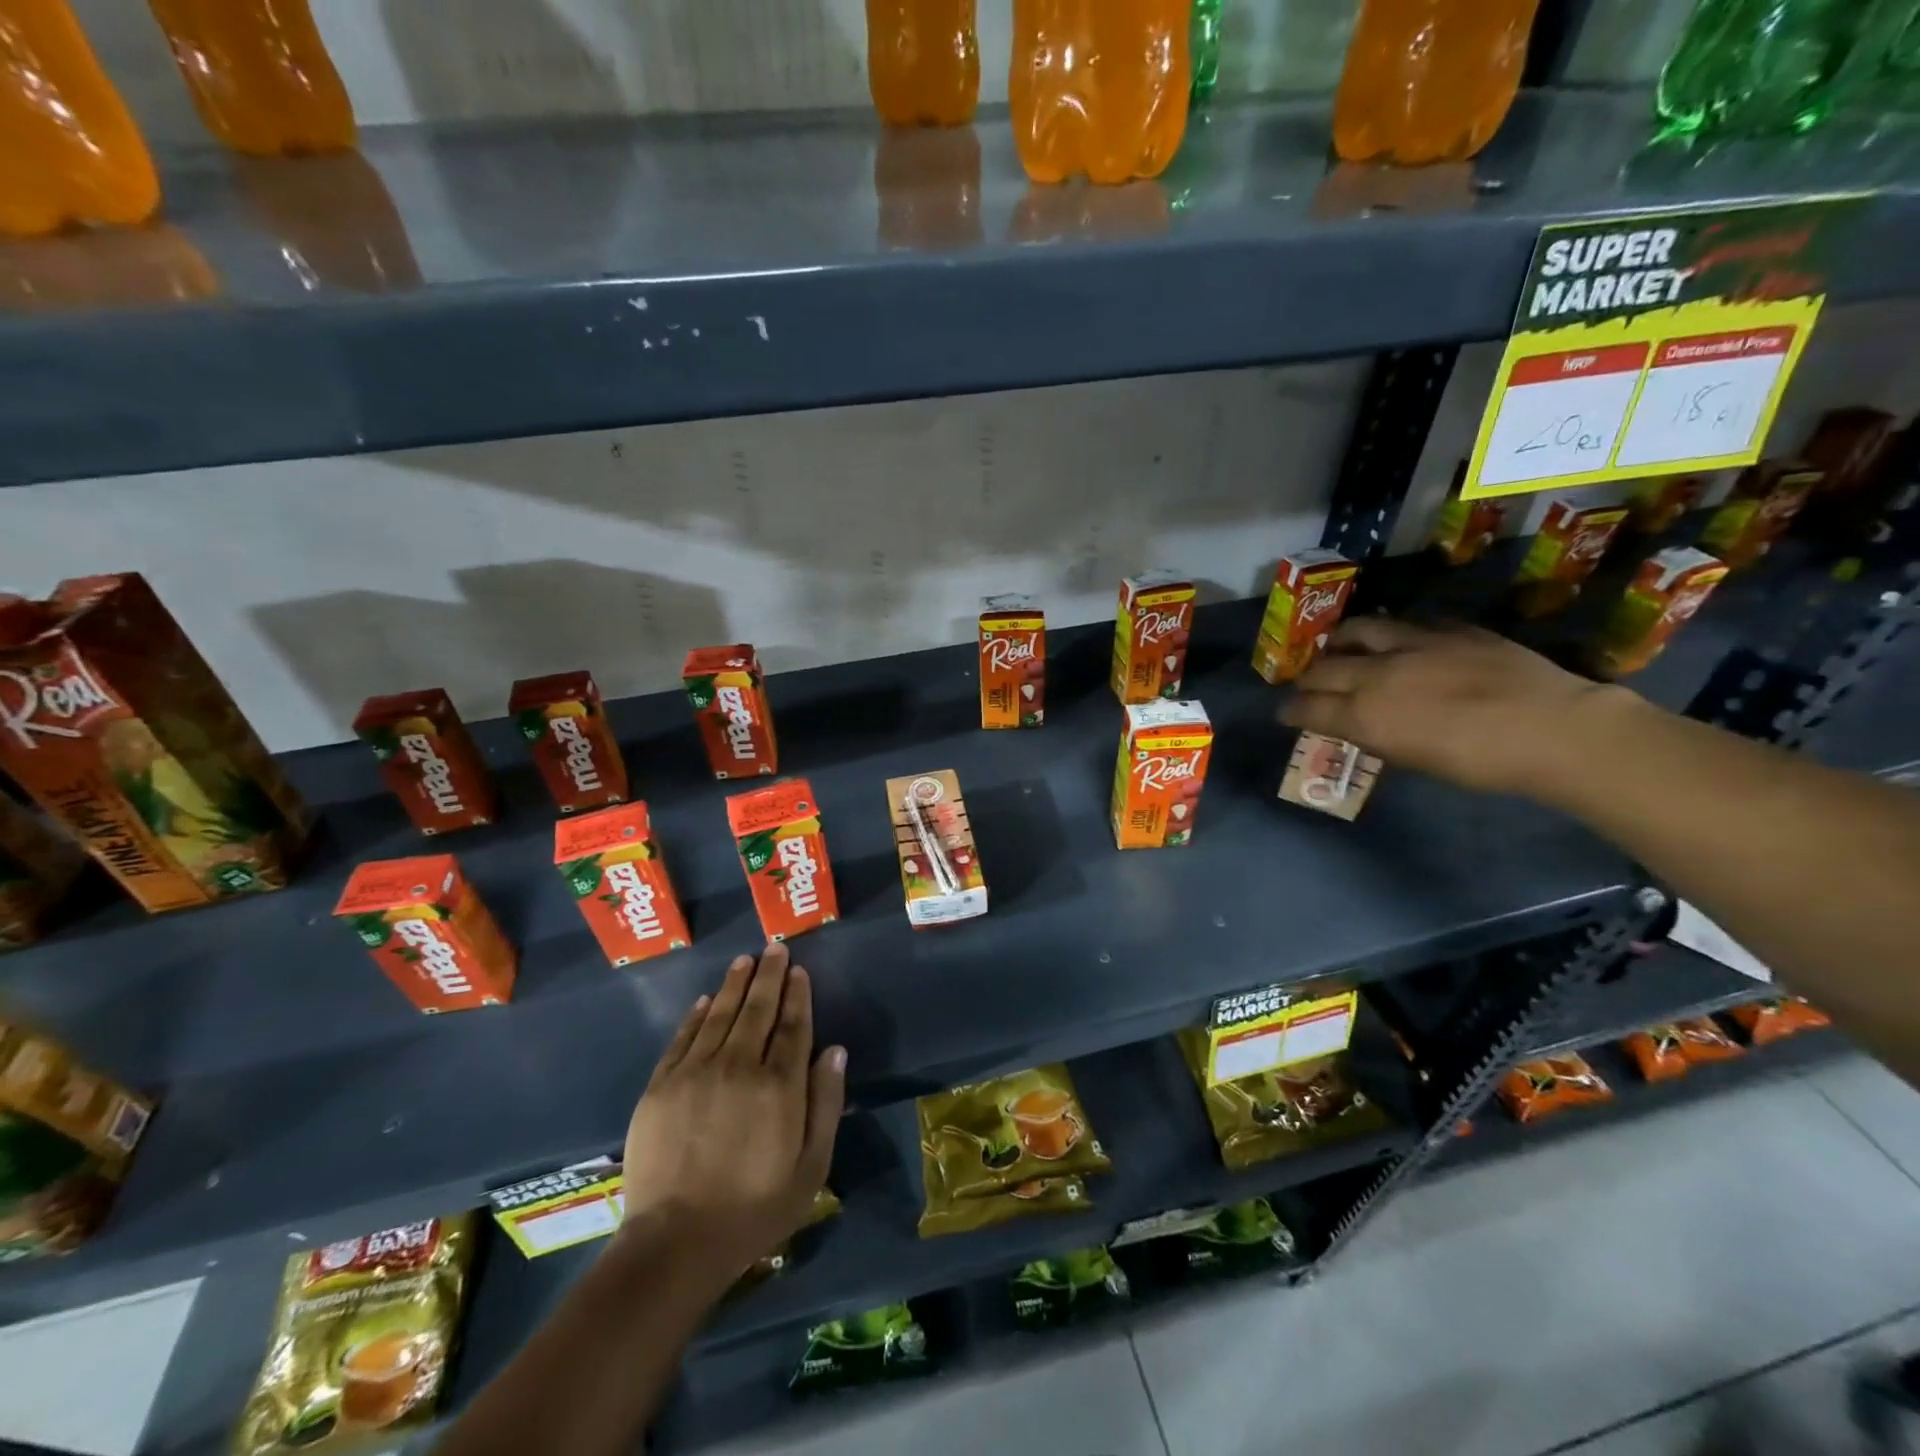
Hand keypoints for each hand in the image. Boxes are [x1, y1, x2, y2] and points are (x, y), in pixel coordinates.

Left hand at [619, 944, 845, 1290]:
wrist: (674, 1244)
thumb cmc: (754, 1209)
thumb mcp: (811, 1167)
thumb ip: (826, 1103)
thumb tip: (835, 1050)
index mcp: (779, 1085)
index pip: (793, 1026)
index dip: (798, 995)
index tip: (799, 971)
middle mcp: (739, 1066)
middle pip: (758, 1010)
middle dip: (770, 975)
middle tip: (775, 948)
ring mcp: (695, 1073)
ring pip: (720, 1014)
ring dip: (735, 985)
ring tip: (745, 961)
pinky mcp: (661, 1086)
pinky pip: (682, 1038)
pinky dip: (695, 1015)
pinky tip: (705, 1000)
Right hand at [1280, 617, 1639, 799]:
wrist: (1552, 729)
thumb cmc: (1481, 763)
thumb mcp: (1415, 759)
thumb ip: (1378, 736)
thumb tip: (1361, 724)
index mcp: (1366, 714)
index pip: (1309, 707)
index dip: (1291, 710)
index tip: (1285, 713)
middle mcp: (1377, 674)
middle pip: (1322, 669)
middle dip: (1307, 678)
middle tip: (1306, 684)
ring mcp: (1413, 645)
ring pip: (1357, 632)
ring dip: (1339, 642)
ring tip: (1338, 647)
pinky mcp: (1448, 629)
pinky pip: (1405, 625)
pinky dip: (1390, 635)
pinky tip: (1396, 642)